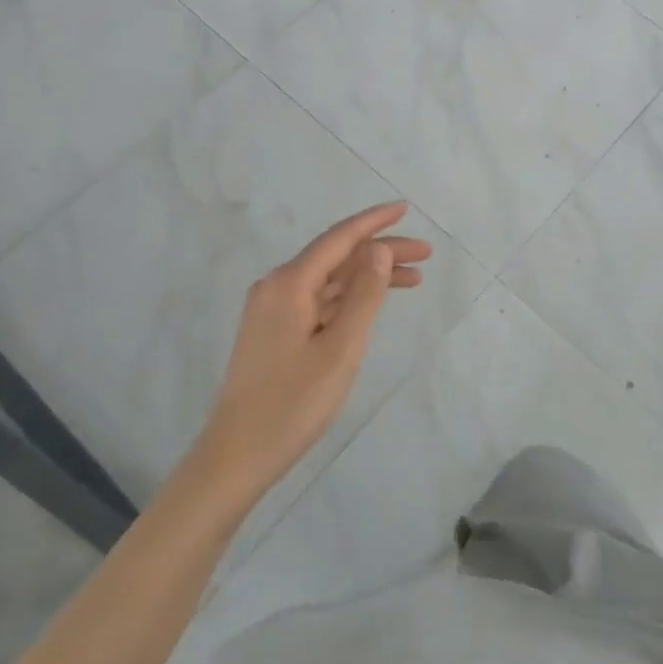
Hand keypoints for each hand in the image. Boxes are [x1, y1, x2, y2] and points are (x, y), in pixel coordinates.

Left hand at [199, 202, 430, 496]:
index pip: (339, 238)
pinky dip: (349, 298)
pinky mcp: (273, 331)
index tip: (406, 209)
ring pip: (329, 280)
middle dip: (381, 252)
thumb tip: (378, 250)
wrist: (237, 455)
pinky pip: (318, 300)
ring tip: (413, 279)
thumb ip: (364, 296)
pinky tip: (373, 303)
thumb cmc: (293, 403)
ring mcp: (272, 309)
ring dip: (369, 276)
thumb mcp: (341, 349)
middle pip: (337, 257)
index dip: (375, 222)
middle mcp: (277, 287)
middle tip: (425, 255)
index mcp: (289, 284)